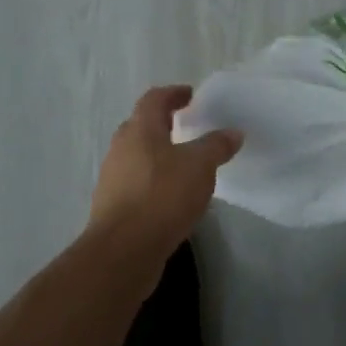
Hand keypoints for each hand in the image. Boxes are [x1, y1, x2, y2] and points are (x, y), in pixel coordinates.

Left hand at [90, 86, 241, 261]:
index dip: (173, 93)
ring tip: (183, 164)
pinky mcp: (112, 207)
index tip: (190, 95)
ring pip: (136, 156)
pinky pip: (135, 182)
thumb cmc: (162, 196)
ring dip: (157, 154)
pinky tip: (170, 196)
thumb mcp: (199, 166)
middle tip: (186, 127)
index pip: (154, 99)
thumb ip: (216, 146)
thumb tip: (233, 132)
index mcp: (140, 129)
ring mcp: (112, 178)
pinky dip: (152, 181)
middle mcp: (121, 148)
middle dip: (163, 124)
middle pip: (141, 126)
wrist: (122, 252)